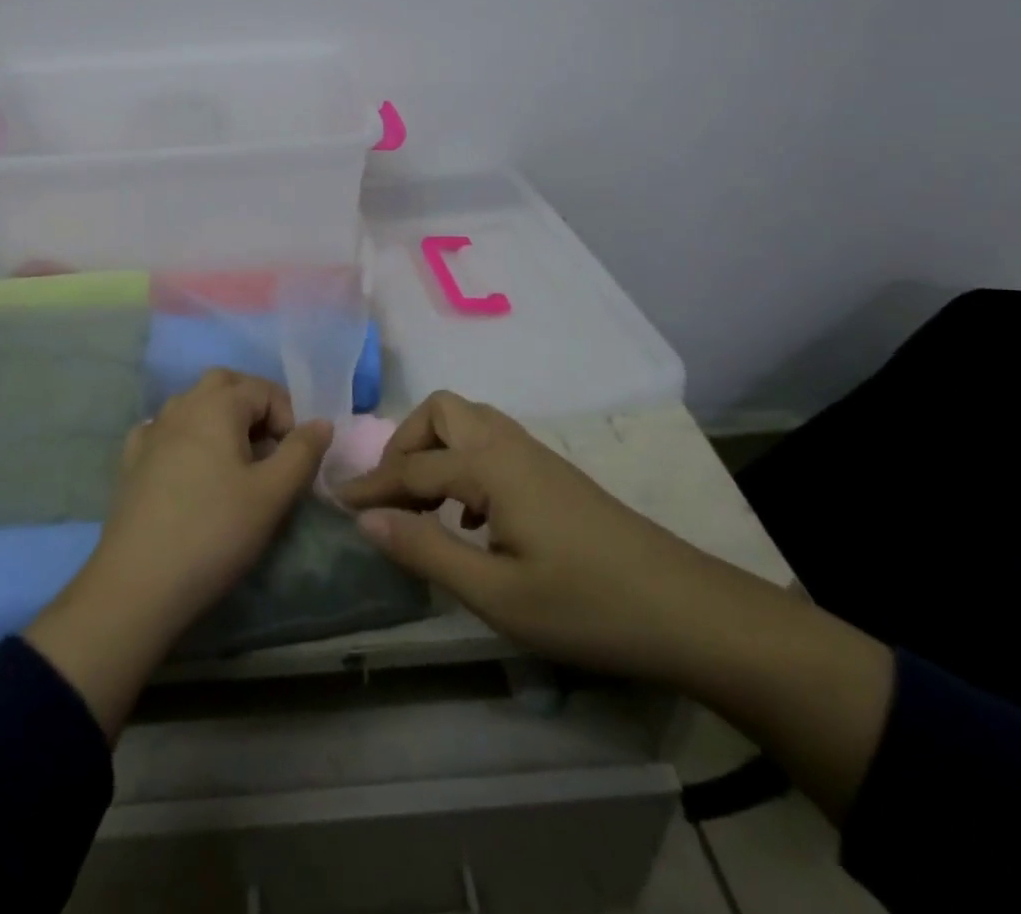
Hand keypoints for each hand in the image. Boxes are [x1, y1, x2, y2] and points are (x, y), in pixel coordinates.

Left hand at [27, 371, 330, 736]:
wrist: (137, 584)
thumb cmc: (214, 532)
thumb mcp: (272, 494)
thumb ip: (302, 452)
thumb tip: (321, 422)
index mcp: (217, 404)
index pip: (265, 390)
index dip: (289, 418)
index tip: (294, 460)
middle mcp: (182, 405)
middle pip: (225, 384)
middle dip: (254, 406)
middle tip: (270, 449)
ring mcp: (151, 431)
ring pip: (194, 404)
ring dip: (221, 420)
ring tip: (236, 464)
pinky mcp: (132, 460)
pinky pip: (167, 431)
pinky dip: (188, 438)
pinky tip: (192, 470)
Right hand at [337, 391, 731, 682]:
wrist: (686, 609)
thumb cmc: (586, 605)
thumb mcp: (496, 594)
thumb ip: (426, 551)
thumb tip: (365, 520)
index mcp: (490, 466)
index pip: (412, 467)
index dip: (370, 486)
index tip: (335, 504)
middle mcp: (509, 445)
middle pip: (441, 411)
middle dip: (404, 444)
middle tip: (391, 497)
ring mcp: (535, 456)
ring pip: (469, 423)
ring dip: (435, 452)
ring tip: (424, 507)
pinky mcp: (552, 475)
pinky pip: (490, 446)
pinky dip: (463, 466)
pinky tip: (470, 520)